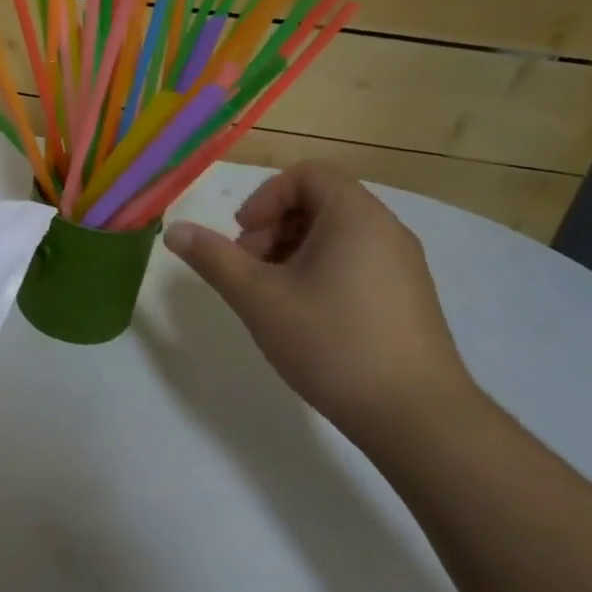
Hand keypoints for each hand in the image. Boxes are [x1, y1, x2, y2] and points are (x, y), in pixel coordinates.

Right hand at [163, 162, 478, 442]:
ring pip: (335, 235)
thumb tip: (174, 230)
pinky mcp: (408, 297)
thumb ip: (213, 258)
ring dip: (292, 251)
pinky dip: (321, 271)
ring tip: (272, 297)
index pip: (307, 174)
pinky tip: (305, 317)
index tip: (244, 237)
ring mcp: (402, 265)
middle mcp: (385, 230)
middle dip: (273, 227)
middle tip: (250, 270)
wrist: (416, 417)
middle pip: (319, 202)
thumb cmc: (331, 342)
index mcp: (355, 216)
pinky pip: (356, 261)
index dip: (266, 197)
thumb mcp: (258, 297)